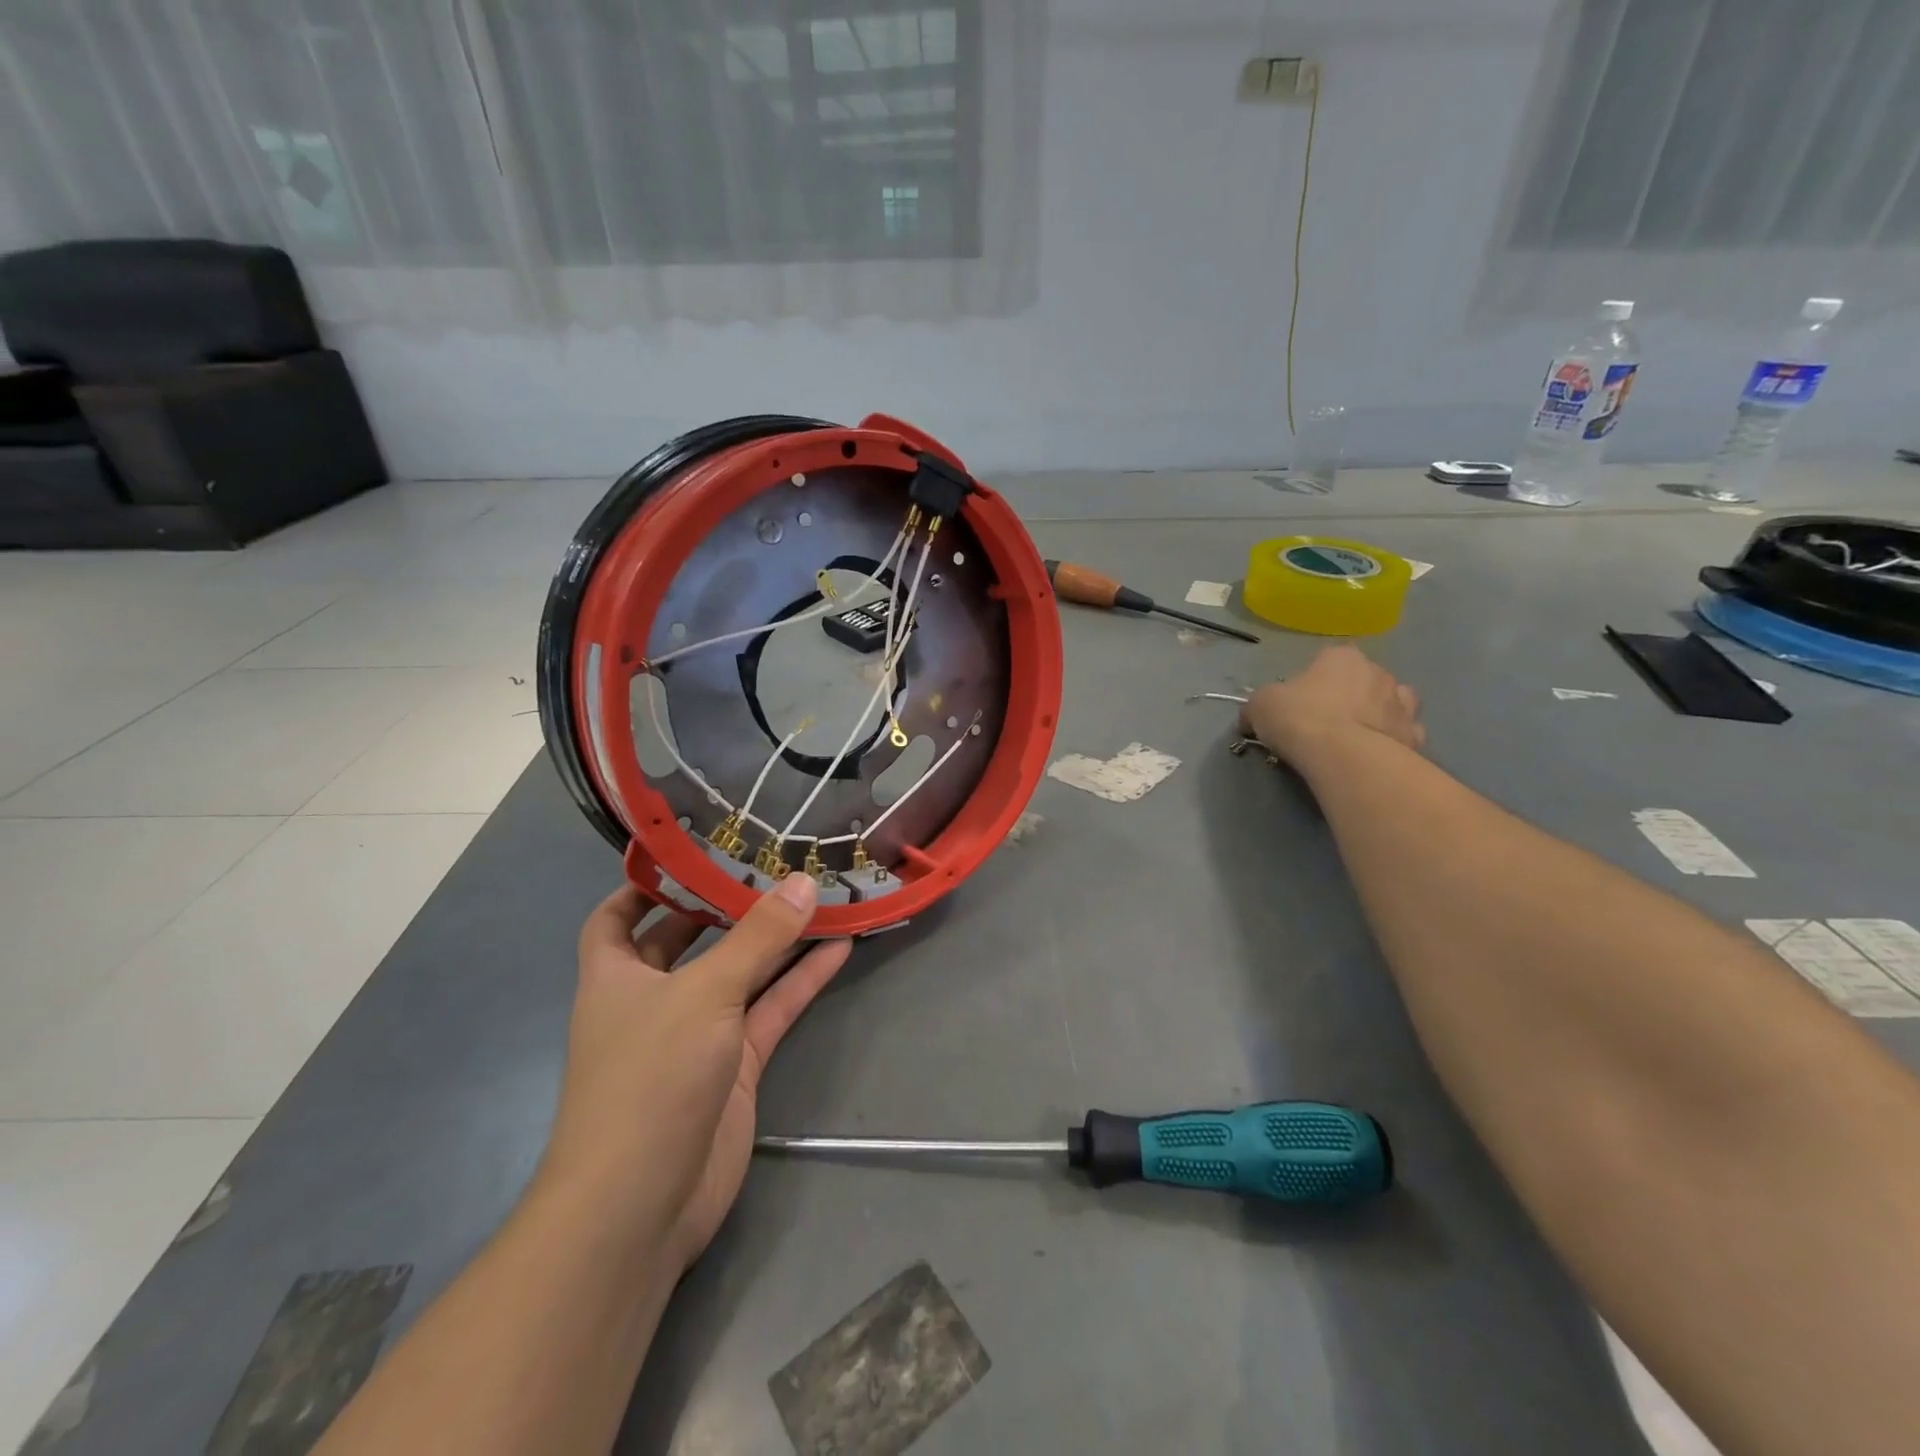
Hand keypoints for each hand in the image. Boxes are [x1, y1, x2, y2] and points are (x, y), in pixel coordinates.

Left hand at [535, 874, 850, 1274]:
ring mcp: (698, 1033)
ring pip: (741, 973)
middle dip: (726, 906)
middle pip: (689, 940)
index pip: (616, 917)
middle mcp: (654, 999)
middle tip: (772, 864)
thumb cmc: (649, 1079)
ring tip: (820, 897)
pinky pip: (771, 1010)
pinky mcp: (736, 1065)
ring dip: (776, 941)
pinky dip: (801, 982)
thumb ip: (758, 937)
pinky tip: (838, 949)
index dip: (644, 885)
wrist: (643, 1205)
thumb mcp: (704, 994)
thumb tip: (802, 881)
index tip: (689, 852)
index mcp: (615, 976)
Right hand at [1240, 643, 1425, 764]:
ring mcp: (1403, 704)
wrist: (1344, 757)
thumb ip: (1258, 706)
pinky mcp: (1416, 737)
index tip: (1298, 704)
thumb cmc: (1300, 718)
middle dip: (1348, 696)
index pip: (1326, 661)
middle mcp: (1379, 672)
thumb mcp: (1259, 706)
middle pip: (1361, 680)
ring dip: (1377, 714)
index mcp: (1342, 657)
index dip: (1311, 682)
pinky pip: (1402, 734)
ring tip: (1355, 739)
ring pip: (1390, 703)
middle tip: (1324, 723)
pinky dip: (1392, 740)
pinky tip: (1374, 755)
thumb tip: (1251, 718)